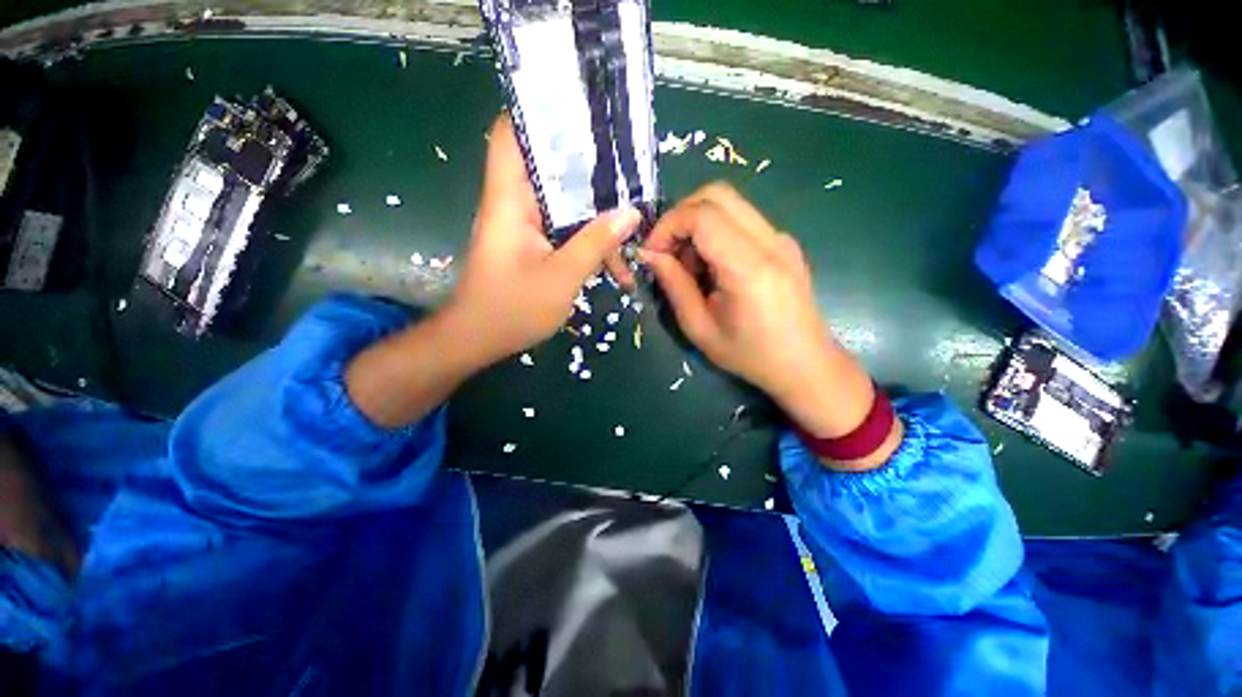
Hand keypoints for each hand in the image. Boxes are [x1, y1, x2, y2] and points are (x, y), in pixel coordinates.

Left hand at [347, 114, 639, 428]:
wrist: (478, 341)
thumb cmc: (512, 309)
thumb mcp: (562, 278)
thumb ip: (596, 243)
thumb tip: (630, 213)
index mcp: (509, 201)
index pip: (511, 134)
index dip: (539, 114)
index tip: (580, 112)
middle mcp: (513, 204)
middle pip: (548, 167)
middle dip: (588, 168)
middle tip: (626, 168)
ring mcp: (523, 226)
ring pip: (562, 204)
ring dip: (594, 215)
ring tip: (631, 222)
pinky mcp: (530, 246)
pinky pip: (563, 230)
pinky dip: (586, 240)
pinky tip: (614, 261)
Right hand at [641, 183, 899, 467]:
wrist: (805, 364)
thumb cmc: (750, 355)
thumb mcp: (700, 328)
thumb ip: (674, 285)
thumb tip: (650, 254)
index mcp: (749, 267)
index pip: (702, 215)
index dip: (669, 225)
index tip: (652, 252)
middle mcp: (770, 241)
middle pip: (717, 194)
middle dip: (681, 216)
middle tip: (667, 251)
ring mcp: (781, 238)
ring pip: (729, 204)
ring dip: (698, 225)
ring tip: (690, 264)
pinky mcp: (783, 243)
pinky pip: (742, 220)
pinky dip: (716, 232)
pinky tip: (713, 267)